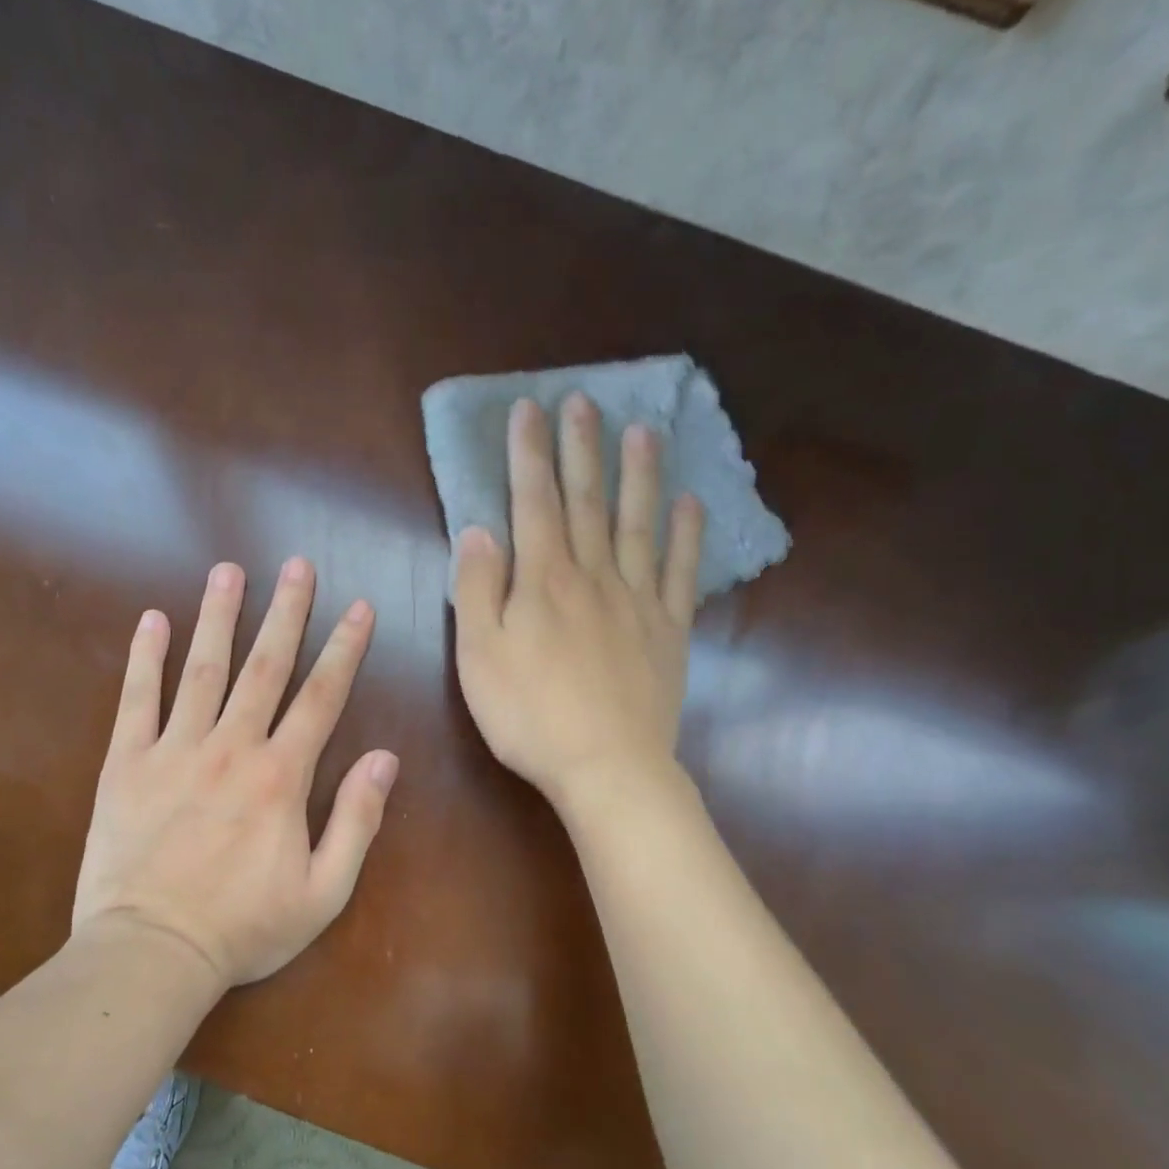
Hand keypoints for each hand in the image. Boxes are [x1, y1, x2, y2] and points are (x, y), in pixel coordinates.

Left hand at [69, 559, 399, 987]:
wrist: (151, 953)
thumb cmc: (244, 928)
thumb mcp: (323, 892)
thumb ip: (357, 821)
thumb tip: (385, 758)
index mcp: (282, 776)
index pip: (322, 697)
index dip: (345, 649)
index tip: (359, 607)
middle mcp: (231, 748)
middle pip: (265, 666)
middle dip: (287, 611)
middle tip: (297, 564)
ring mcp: (174, 750)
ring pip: (203, 669)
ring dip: (219, 616)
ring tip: (229, 570)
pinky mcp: (125, 764)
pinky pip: (136, 700)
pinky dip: (145, 658)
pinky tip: (152, 620)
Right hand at [453, 394, 703, 810]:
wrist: (606, 766)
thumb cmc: (530, 715)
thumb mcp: (479, 656)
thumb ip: (477, 588)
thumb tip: (479, 529)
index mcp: (543, 580)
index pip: (533, 502)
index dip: (529, 454)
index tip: (529, 409)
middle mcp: (594, 576)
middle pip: (587, 501)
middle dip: (582, 449)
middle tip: (584, 401)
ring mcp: (638, 601)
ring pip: (639, 524)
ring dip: (639, 475)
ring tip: (643, 431)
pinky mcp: (670, 631)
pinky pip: (680, 573)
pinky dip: (687, 536)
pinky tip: (691, 504)